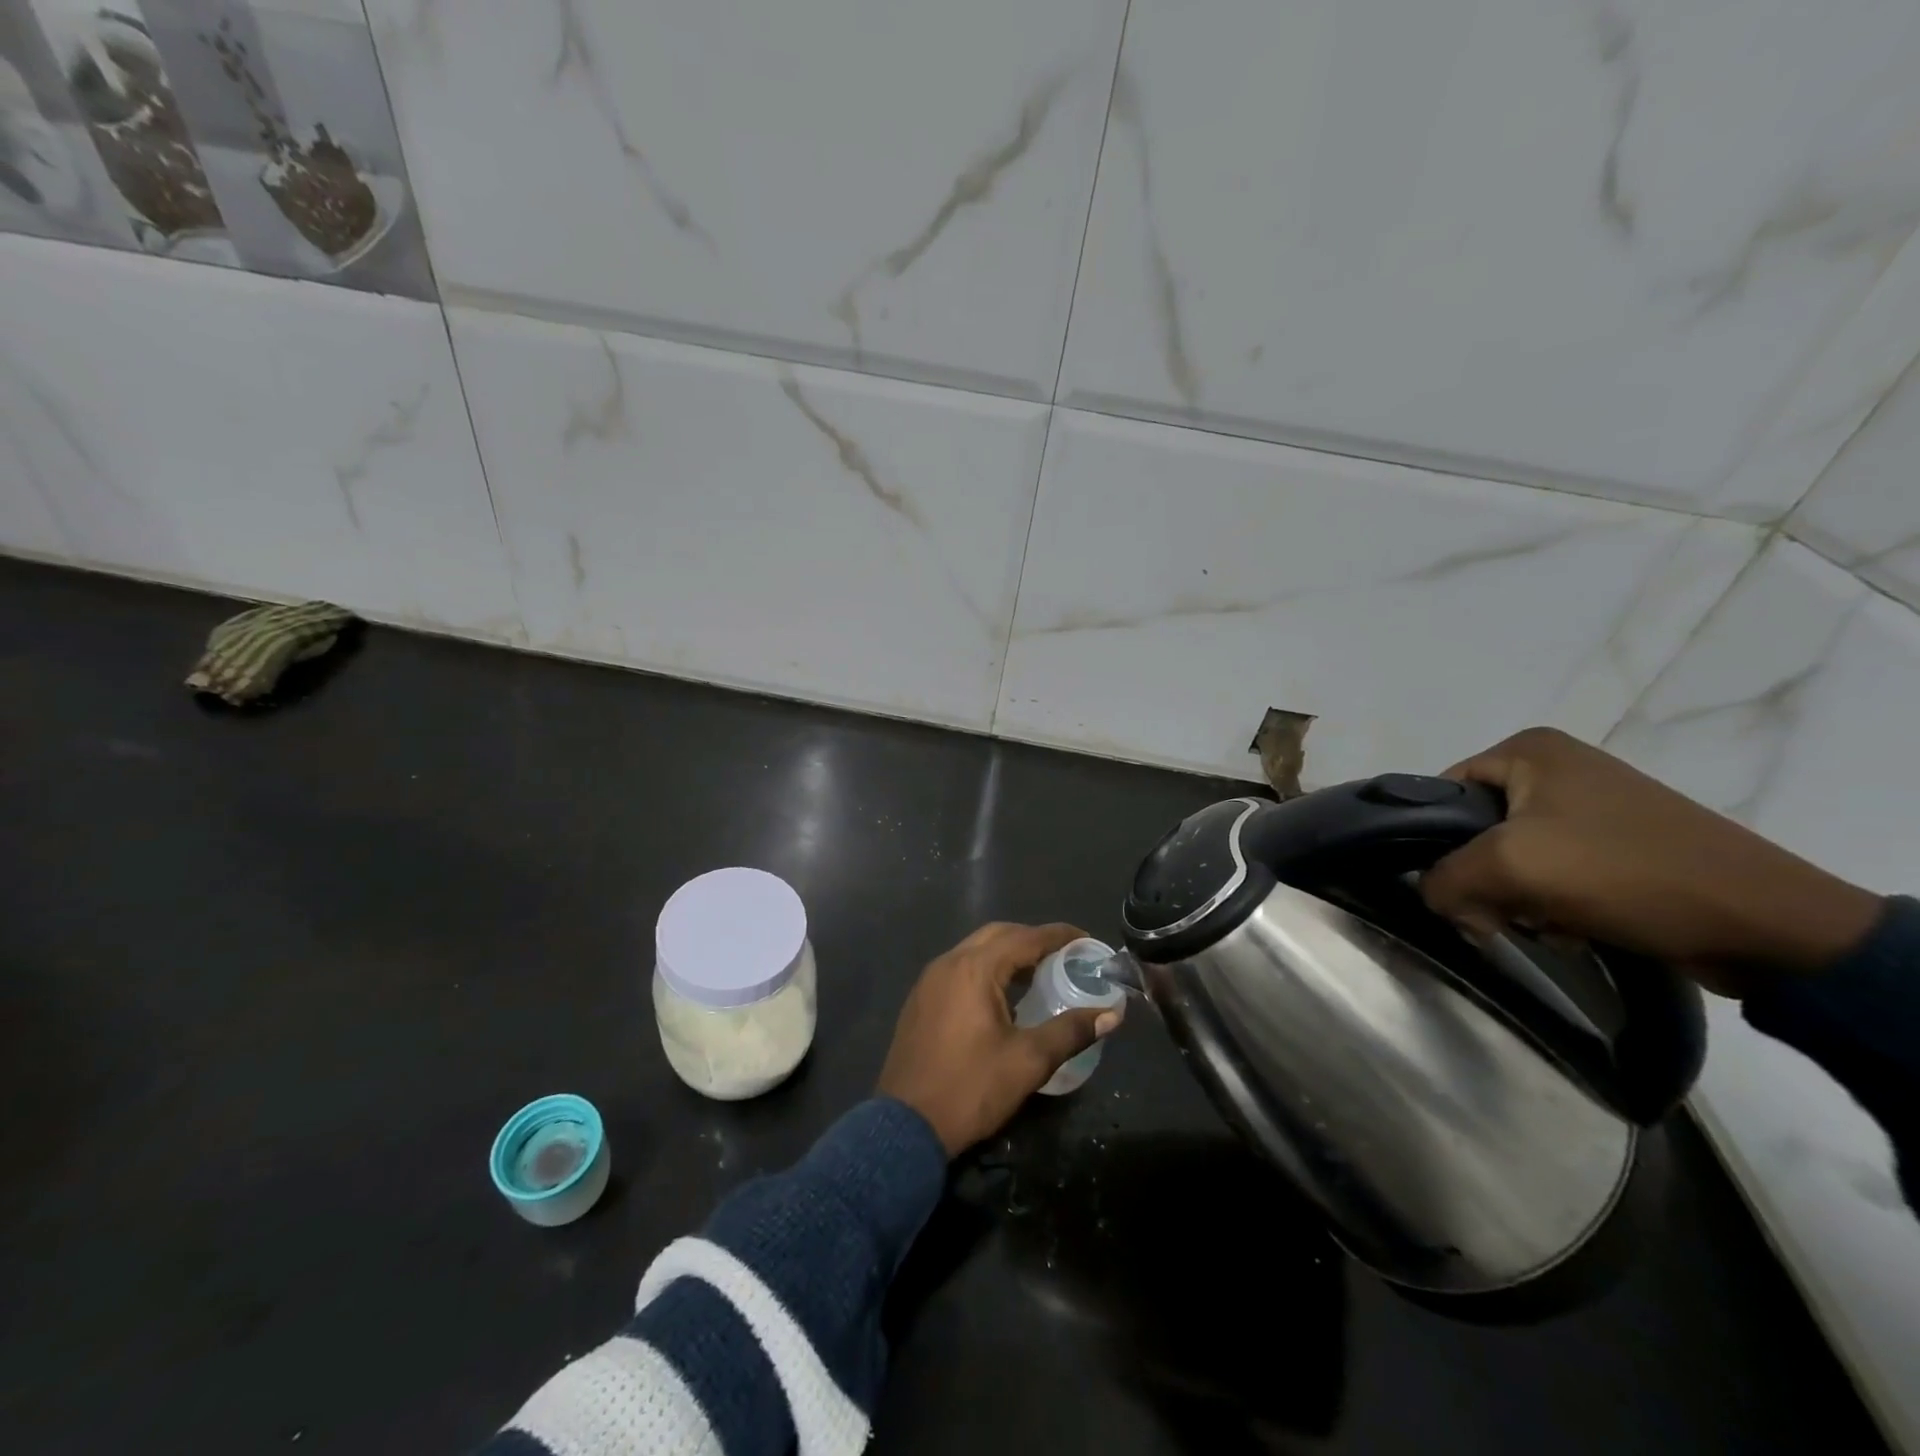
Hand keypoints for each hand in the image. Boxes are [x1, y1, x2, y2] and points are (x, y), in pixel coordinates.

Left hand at [877, 922, 1124, 1155]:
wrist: (905, 1127)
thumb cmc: (970, 1089)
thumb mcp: (1028, 1062)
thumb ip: (1070, 1031)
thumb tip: (1112, 1014)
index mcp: (974, 969)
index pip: (1025, 938)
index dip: (1059, 936)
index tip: (1087, 940)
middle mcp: (949, 963)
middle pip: (998, 935)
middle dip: (1033, 939)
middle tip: (1066, 955)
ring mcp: (930, 980)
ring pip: (976, 950)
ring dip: (1008, 953)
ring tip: (1040, 972)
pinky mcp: (921, 999)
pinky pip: (960, 968)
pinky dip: (987, 968)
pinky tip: (1003, 995)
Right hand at [1418, 728, 1882, 997]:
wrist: (1766, 925)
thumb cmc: (1624, 872)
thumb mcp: (1509, 866)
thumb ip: (1443, 878)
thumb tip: (1435, 898)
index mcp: (1528, 750)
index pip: (1442, 795)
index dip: (1437, 845)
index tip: (1457, 887)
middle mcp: (1557, 768)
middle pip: (1476, 832)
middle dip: (1486, 882)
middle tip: (1507, 913)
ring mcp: (1592, 807)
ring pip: (1513, 860)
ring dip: (1520, 900)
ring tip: (1551, 923)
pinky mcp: (1619, 846)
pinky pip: (1554, 875)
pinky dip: (1554, 906)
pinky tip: (1577, 927)